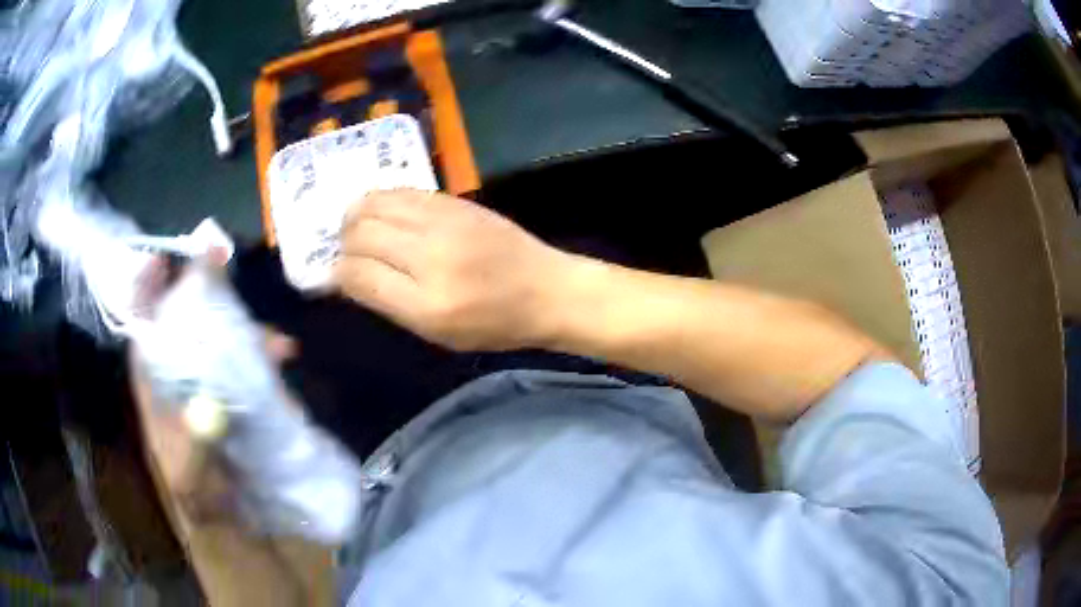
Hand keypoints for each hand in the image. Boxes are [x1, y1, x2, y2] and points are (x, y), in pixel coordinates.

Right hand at [332, 189, 573, 350]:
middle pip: (361, 233)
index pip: (358, 275)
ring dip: (355, 215)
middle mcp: (431, 256)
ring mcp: (444, 222)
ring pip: (376, 204)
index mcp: (426, 303)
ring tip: (356, 228)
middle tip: (346, 251)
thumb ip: (388, 302)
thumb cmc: (493, 324)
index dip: (337, 273)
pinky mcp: (455, 201)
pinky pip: (402, 191)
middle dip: (343, 243)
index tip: (335, 275)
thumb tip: (346, 275)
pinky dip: (381, 201)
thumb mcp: (437, 332)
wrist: (546, 289)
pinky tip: (381, 213)